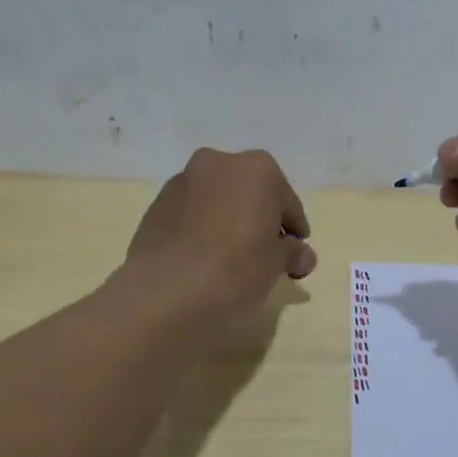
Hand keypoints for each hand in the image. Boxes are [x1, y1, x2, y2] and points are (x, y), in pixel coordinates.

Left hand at [125, 148, 316, 314]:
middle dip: (259, 217)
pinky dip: (202, 229)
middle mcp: (218, 163)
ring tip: (230, 257)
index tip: (296, 252)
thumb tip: (302, 256)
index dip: (294, 229)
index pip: (287, 202)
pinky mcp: (156, 206)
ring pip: (217, 200)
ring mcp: (182, 182)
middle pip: (250, 192)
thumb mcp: (277, 263)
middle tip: (265, 251)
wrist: (167, 292)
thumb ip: (292, 252)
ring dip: (228, 220)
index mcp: (257, 169)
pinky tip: (204, 258)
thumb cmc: (237, 269)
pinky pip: (191, 214)